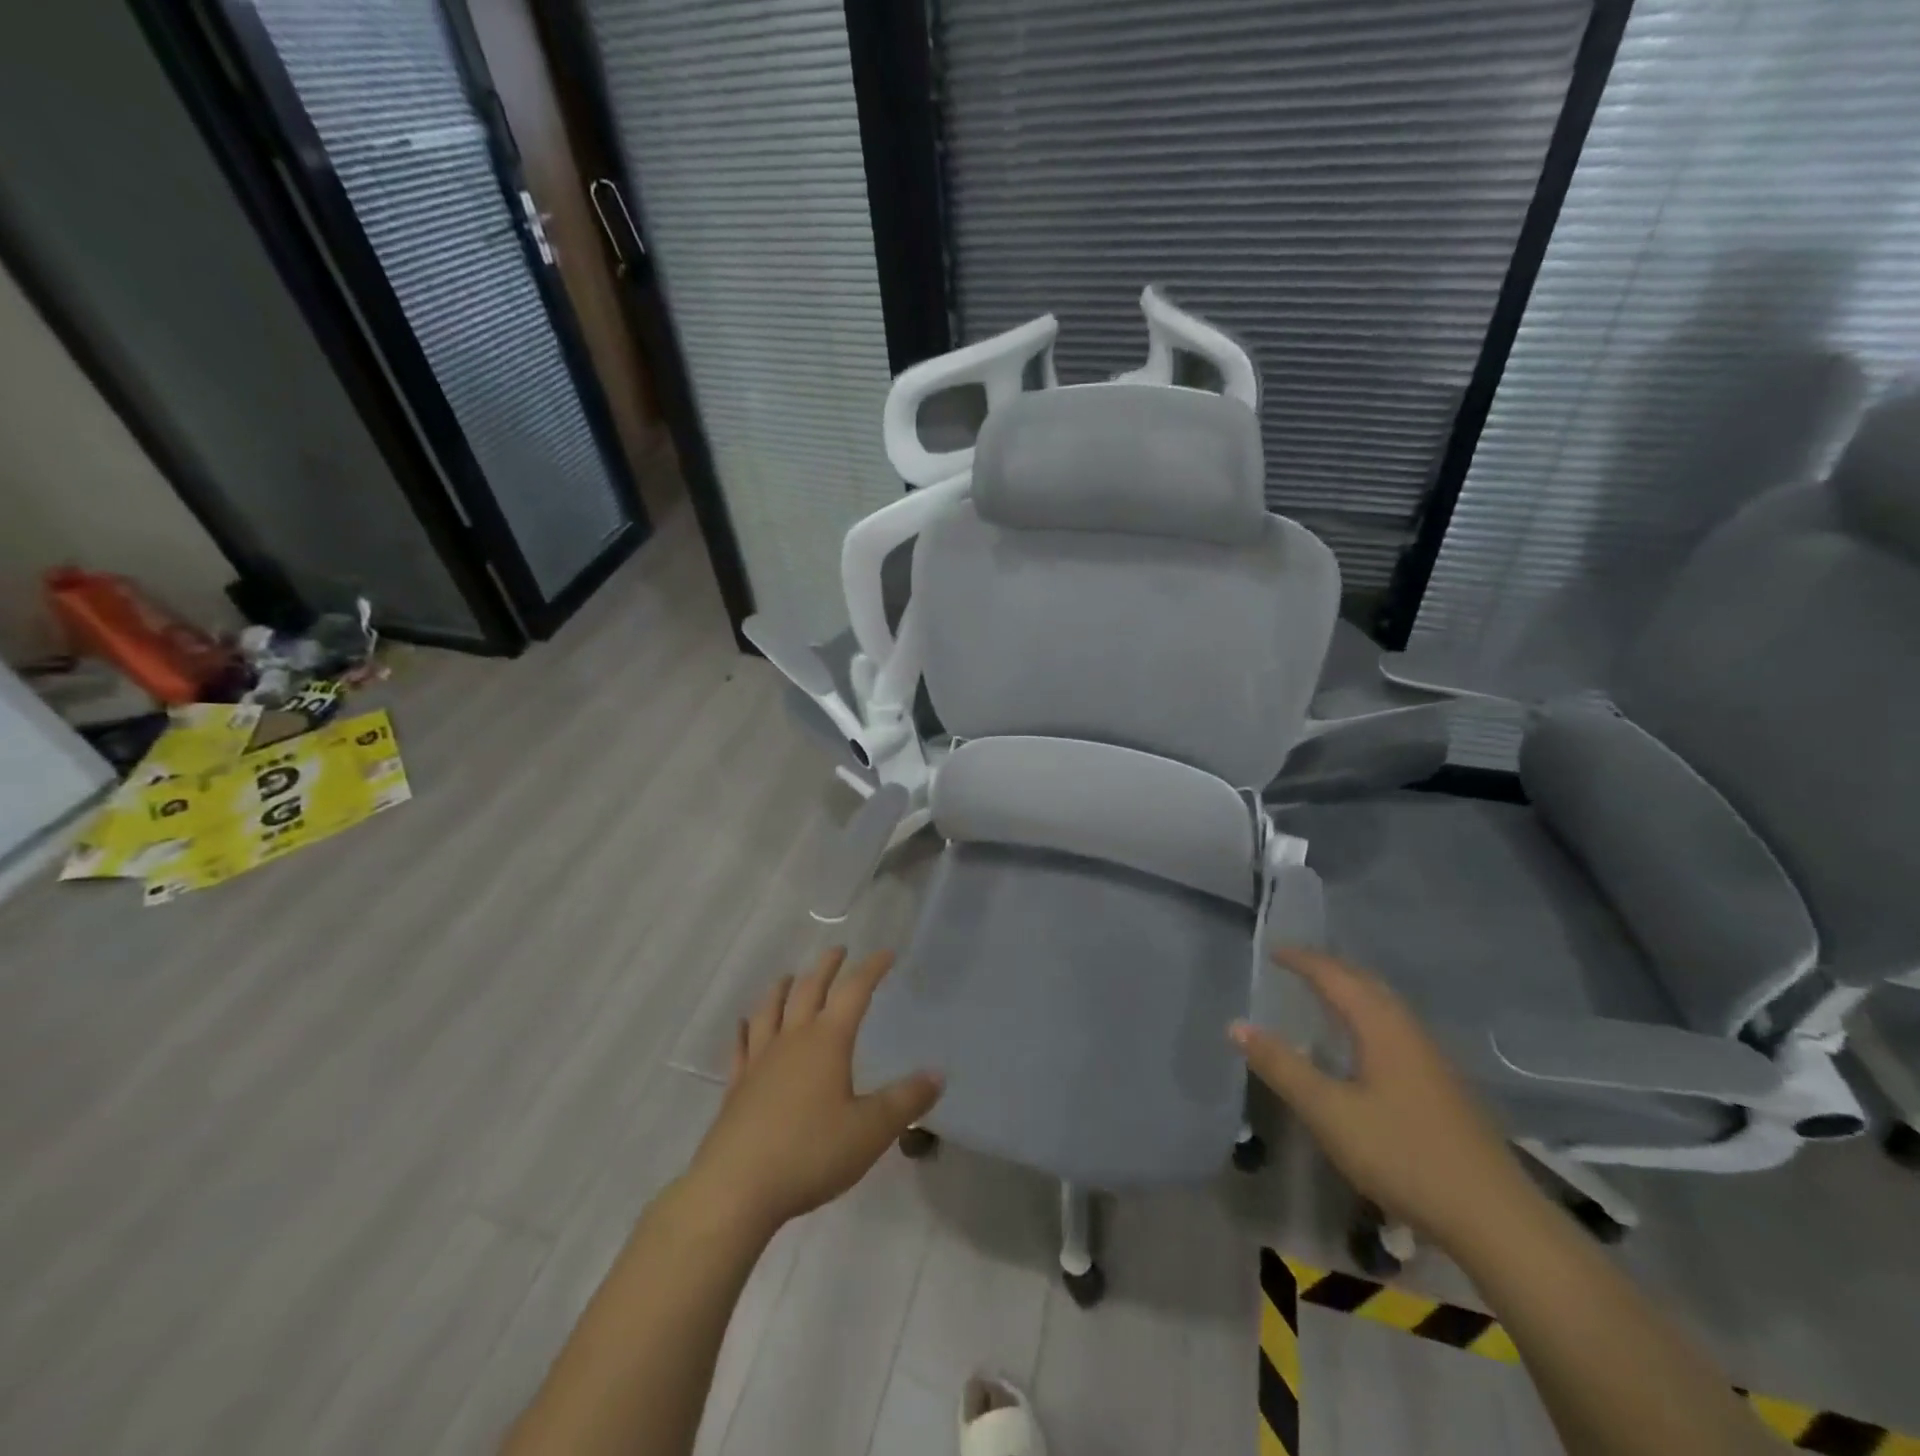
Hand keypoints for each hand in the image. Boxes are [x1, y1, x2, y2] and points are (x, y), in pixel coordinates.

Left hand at [687, 947, 942, 1234]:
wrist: (736, 1188)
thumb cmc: (810, 1153)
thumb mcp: (870, 1131)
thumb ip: (905, 1101)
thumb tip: (938, 1074)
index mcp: (828, 1041)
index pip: (854, 992)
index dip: (871, 969)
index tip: (885, 953)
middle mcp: (792, 1040)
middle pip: (809, 990)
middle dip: (826, 967)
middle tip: (838, 950)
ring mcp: (759, 1061)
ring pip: (770, 1010)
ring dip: (783, 988)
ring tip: (790, 977)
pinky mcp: (736, 1087)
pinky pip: (742, 1046)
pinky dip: (746, 1029)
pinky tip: (744, 1025)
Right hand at [1230, 948, 1532, 1252]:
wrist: (1496, 1220)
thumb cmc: (1404, 1156)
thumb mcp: (1329, 1113)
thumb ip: (1282, 1067)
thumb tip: (1237, 1026)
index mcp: (1382, 1027)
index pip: (1336, 976)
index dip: (1303, 960)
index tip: (1273, 951)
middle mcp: (1410, 1031)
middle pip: (1366, 983)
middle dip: (1329, 968)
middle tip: (1294, 965)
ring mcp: (1433, 1059)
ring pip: (1385, 1006)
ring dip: (1351, 991)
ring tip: (1321, 995)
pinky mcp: (1444, 1086)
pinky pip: (1395, 1028)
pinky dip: (1367, 1016)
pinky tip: (1361, 1045)